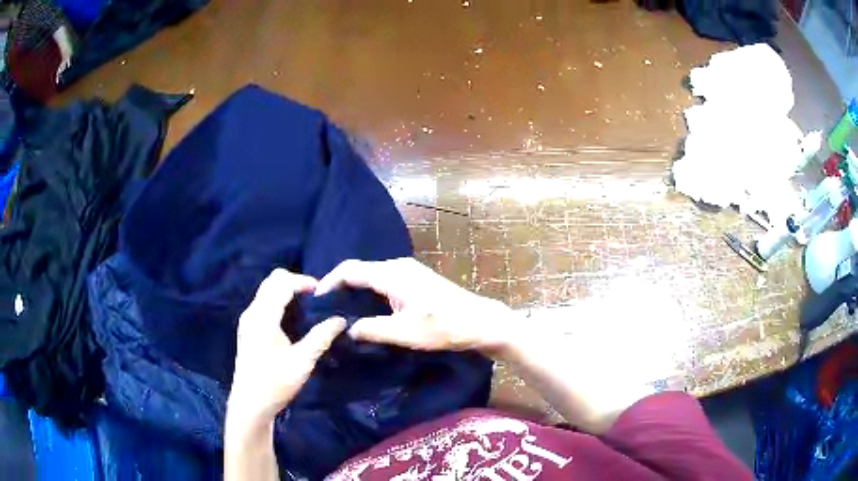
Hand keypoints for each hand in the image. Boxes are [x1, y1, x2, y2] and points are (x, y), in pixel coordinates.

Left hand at [228, 269, 345, 424]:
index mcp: (262, 317)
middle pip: (272, 281)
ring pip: (268, 291)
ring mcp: (249, 320)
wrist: (250, 404)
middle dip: (295, 283)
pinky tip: (295, 320)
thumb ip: (321, 338)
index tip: (324, 292)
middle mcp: (252, 313)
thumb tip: (341, 320)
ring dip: (288, 292)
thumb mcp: (302, 362)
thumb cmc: (275, 384)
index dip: (303, 282)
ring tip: (310, 308)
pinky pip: (266, 303)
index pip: (282, 284)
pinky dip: (282, 302)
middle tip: (317, 299)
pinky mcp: (250, 329)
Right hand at [315, 258, 512, 352]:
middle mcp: (397, 266)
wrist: (481, 322)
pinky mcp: (414, 280)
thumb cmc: (446, 326)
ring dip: (354, 291)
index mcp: (392, 274)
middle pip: (358, 271)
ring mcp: (407, 271)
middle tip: (324, 311)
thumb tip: (347, 330)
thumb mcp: (406, 333)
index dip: (328, 282)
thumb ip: (372, 330)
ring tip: (340, 313)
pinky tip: (365, 311)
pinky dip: (368, 293)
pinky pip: (382, 281)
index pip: (349, 270)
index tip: (315, 301)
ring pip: (370, 276)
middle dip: (339, 287)